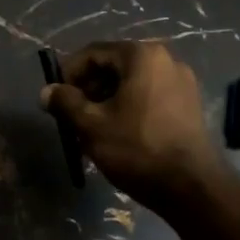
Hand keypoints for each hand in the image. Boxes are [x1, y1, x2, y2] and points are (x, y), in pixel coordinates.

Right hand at [41, 41, 225, 209]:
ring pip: (132, 83)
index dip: (69, 73)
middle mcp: (165, 59)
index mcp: (142, 55)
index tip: (56, 98)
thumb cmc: (137, 148)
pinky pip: (150, 96)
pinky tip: (119, 133)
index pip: (93, 53)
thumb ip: (65, 103)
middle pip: (114, 66)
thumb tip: (47, 91)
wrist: (192, 187)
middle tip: (72, 116)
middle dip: (89, 89)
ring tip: (92, 128)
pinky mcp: (190, 104)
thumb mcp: (91, 125)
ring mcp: (182, 82)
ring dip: (107, 100)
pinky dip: (129, 107)